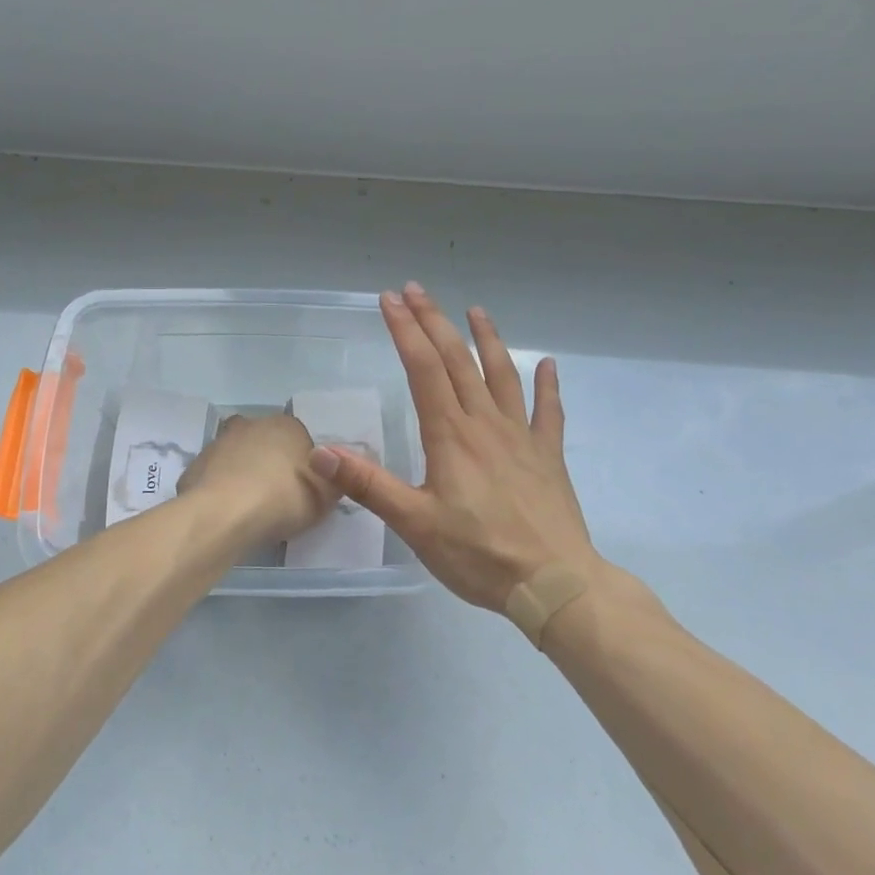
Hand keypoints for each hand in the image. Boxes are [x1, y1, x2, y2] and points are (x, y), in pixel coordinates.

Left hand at [178, 412, 337, 546]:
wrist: (224, 514)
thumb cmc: (283, 499)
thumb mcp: (325, 496)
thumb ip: (332, 481)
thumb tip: (330, 474)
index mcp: (286, 425)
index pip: (299, 438)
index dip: (303, 464)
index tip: (303, 489)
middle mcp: (252, 424)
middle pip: (265, 442)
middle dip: (270, 462)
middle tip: (277, 497)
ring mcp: (219, 442)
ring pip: (237, 456)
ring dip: (243, 474)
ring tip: (250, 509)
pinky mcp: (196, 464)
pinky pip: (215, 476)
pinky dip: (220, 490)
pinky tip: (226, 513)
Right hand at [309, 284, 598, 610]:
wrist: (554, 585)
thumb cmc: (480, 555)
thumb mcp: (415, 524)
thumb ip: (368, 485)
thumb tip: (320, 452)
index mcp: (450, 435)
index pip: (423, 368)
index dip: (405, 330)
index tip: (389, 300)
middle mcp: (485, 423)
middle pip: (457, 360)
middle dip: (434, 321)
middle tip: (415, 290)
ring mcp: (522, 436)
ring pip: (503, 374)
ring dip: (487, 339)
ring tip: (475, 310)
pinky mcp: (548, 455)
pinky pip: (549, 412)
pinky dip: (548, 385)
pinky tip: (549, 364)